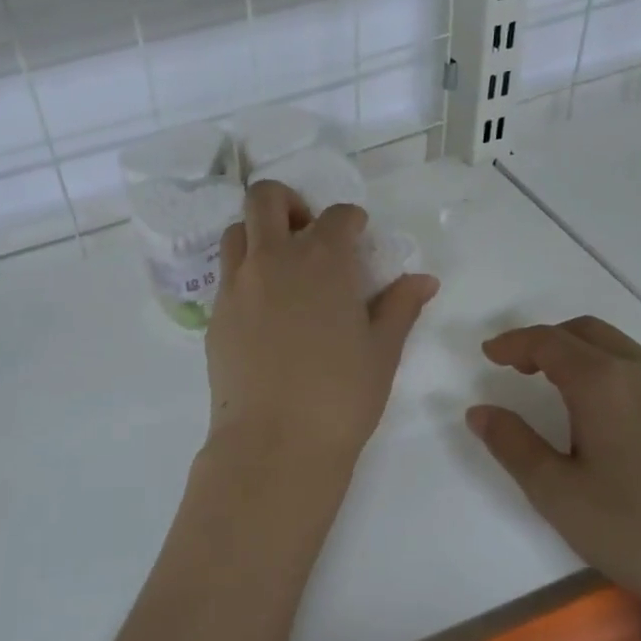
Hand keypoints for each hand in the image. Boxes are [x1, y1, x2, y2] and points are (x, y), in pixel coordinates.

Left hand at [205, 181, 437, 485]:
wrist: (275, 442)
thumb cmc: (341, 396)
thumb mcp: (382, 351)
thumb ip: (401, 307)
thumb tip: (424, 279)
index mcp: (323, 261)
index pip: (338, 215)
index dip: (352, 221)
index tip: (358, 238)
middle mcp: (274, 259)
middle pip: (266, 198)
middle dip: (289, 203)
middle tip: (306, 233)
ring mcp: (237, 285)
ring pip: (237, 231)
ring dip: (260, 234)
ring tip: (281, 266)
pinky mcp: (215, 314)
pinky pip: (226, 274)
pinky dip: (245, 272)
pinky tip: (264, 308)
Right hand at [466, 317, 640, 640]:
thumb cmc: (636, 531)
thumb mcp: (556, 493)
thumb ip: (512, 444)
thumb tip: (480, 411)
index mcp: (605, 382)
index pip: (549, 342)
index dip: (514, 343)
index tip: (489, 353)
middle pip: (587, 332)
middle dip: (546, 341)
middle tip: (517, 366)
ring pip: (619, 349)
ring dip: (581, 354)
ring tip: (556, 387)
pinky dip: (610, 372)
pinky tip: (605, 415)